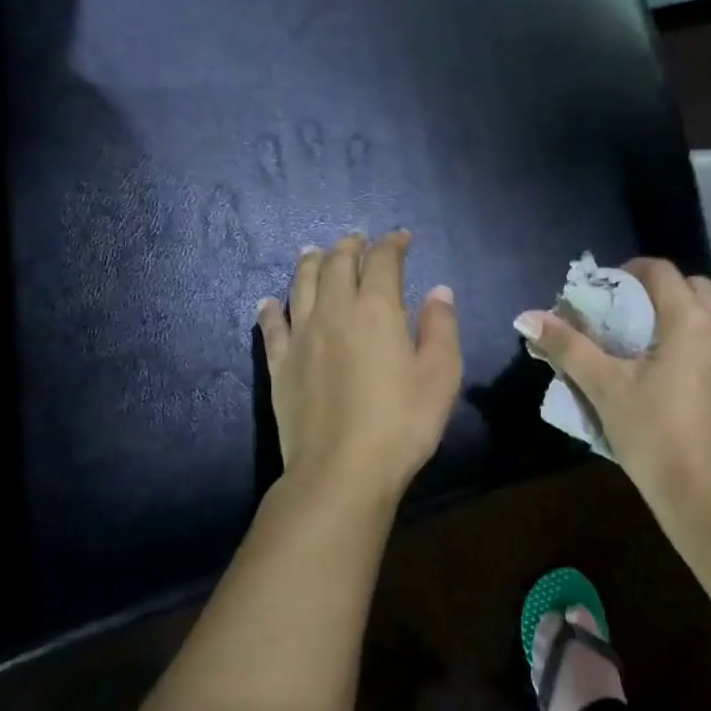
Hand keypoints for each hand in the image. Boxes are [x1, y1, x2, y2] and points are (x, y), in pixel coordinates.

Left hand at [257, 232, 462, 500]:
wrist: (342, 472)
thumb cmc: (402, 423)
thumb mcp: (441, 375)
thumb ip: (441, 327)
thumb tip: (439, 291)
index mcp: (377, 309)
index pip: (383, 262)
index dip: (393, 245)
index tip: (402, 238)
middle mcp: (335, 311)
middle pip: (337, 264)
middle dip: (350, 247)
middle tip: (359, 240)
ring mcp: (301, 337)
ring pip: (301, 285)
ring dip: (310, 263)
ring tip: (314, 252)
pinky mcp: (279, 365)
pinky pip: (271, 326)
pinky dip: (271, 308)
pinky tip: (269, 302)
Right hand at [516, 259, 710, 505]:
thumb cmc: (653, 437)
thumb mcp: (605, 389)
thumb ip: (568, 347)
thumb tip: (528, 317)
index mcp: (689, 318)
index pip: (661, 270)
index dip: (633, 272)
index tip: (615, 292)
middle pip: (698, 286)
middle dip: (669, 293)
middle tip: (643, 320)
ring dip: (705, 315)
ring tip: (681, 341)